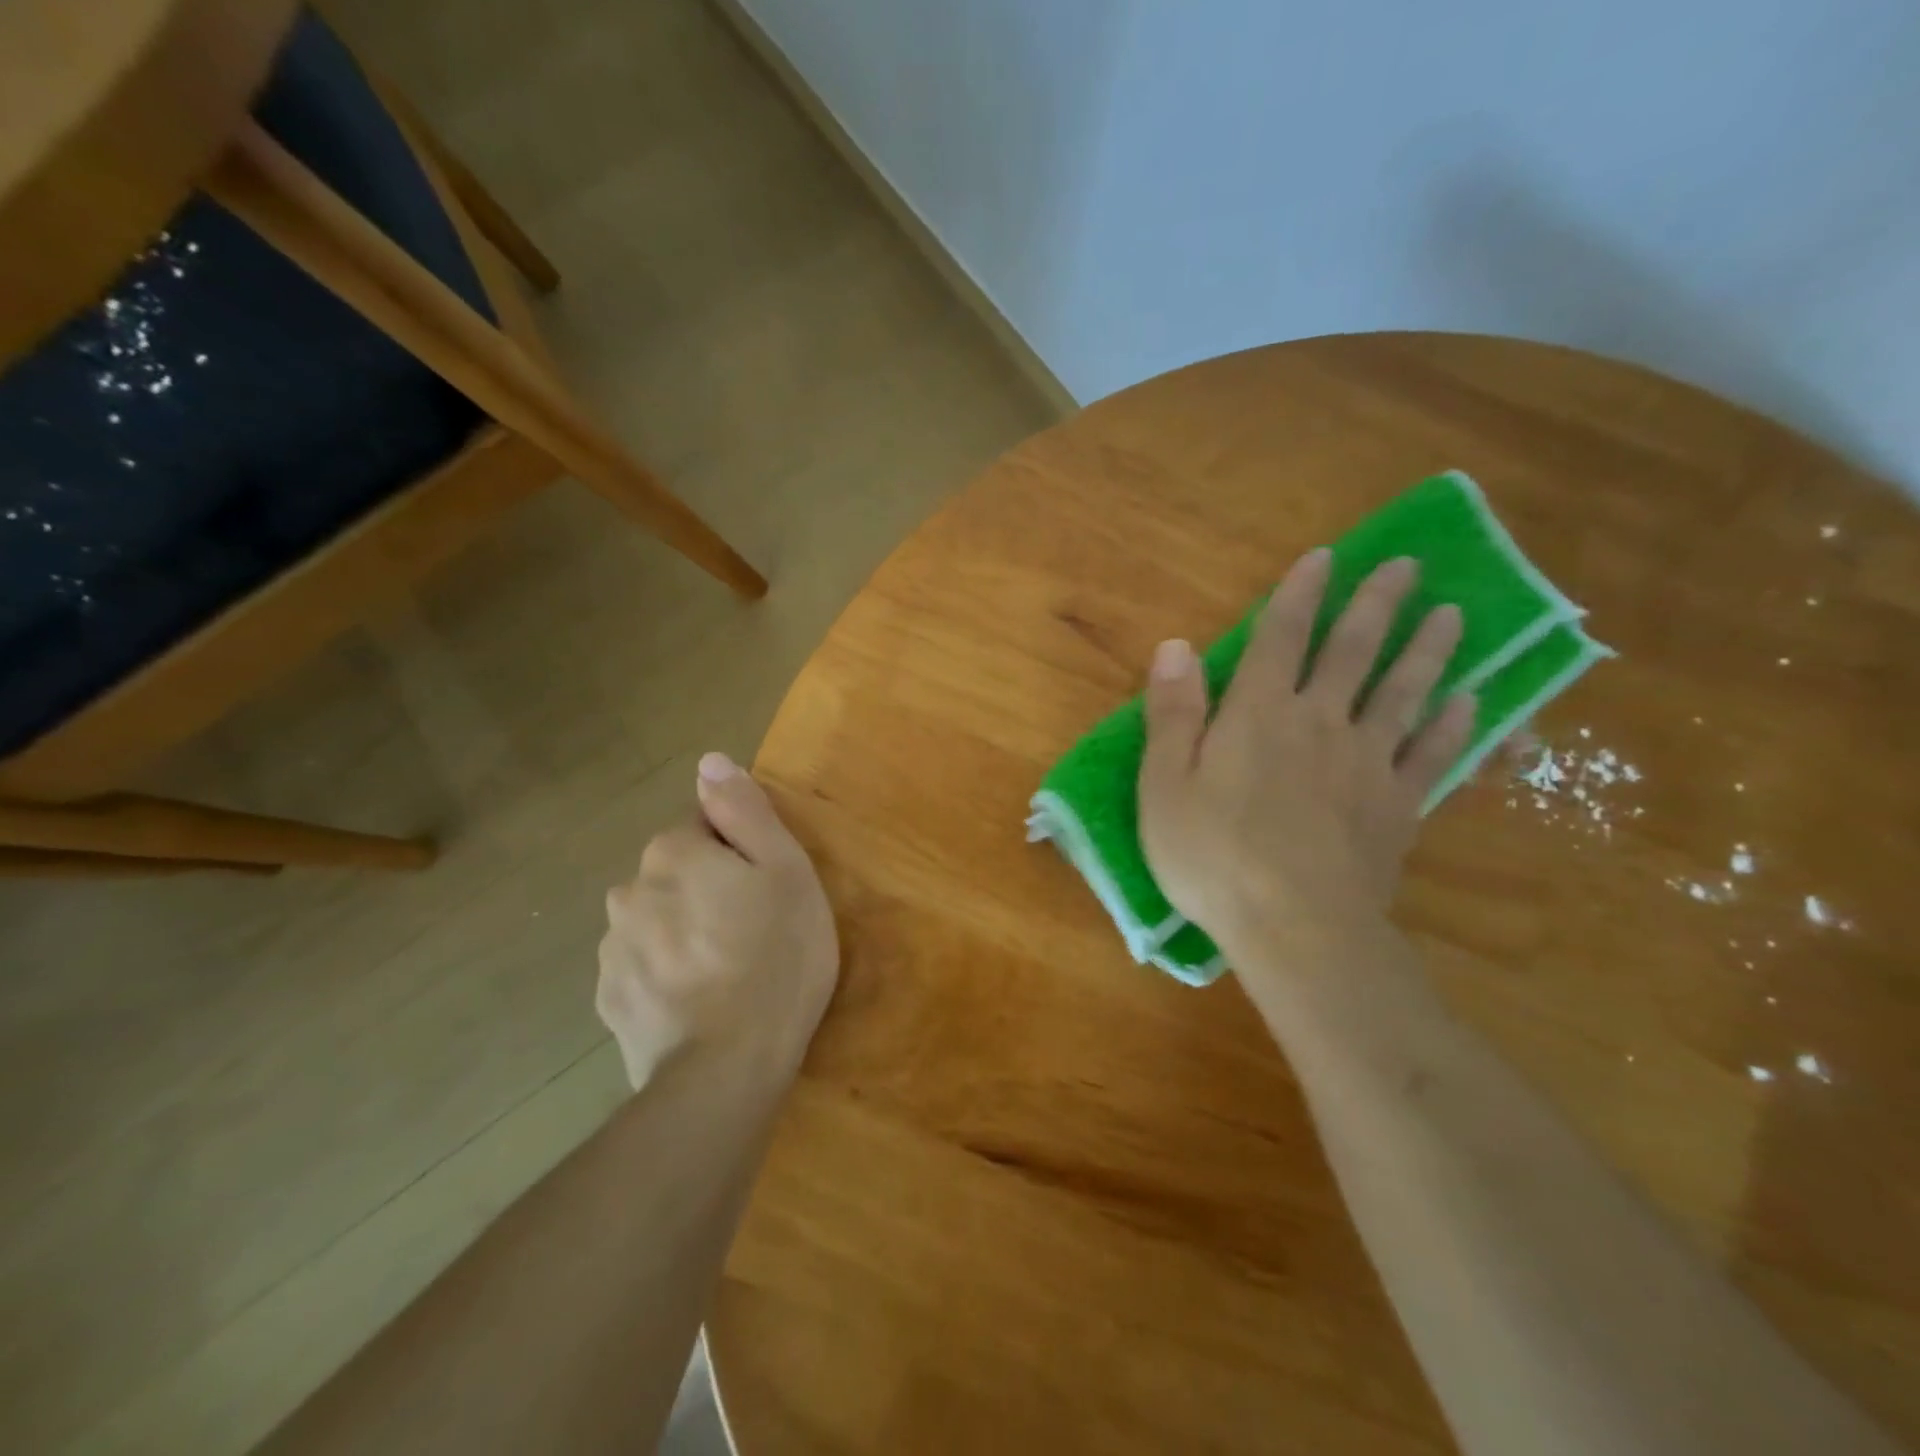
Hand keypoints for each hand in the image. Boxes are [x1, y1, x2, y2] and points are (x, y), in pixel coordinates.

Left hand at [597, 753, 838, 1089]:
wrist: (727, 1069)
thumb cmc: (775, 957)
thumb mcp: (786, 871)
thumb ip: (744, 811)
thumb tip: (709, 761)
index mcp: (673, 853)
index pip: (704, 830)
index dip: (740, 857)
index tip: (765, 893)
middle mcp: (629, 891)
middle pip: (676, 876)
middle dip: (707, 893)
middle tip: (754, 935)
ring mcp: (612, 950)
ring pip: (657, 923)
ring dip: (684, 935)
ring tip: (727, 975)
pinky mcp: (609, 1002)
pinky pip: (643, 970)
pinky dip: (666, 978)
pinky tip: (699, 1005)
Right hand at [1136, 550, 1474, 967]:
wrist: (1296, 928)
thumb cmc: (1213, 856)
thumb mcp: (1163, 785)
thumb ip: (1171, 713)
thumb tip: (1175, 645)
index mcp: (1258, 715)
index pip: (1281, 638)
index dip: (1300, 594)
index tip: (1324, 558)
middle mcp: (1319, 722)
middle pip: (1352, 652)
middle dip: (1377, 604)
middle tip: (1407, 566)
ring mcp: (1367, 763)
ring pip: (1404, 693)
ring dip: (1427, 650)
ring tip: (1453, 614)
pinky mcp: (1399, 806)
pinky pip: (1432, 755)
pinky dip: (1454, 725)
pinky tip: (1472, 701)